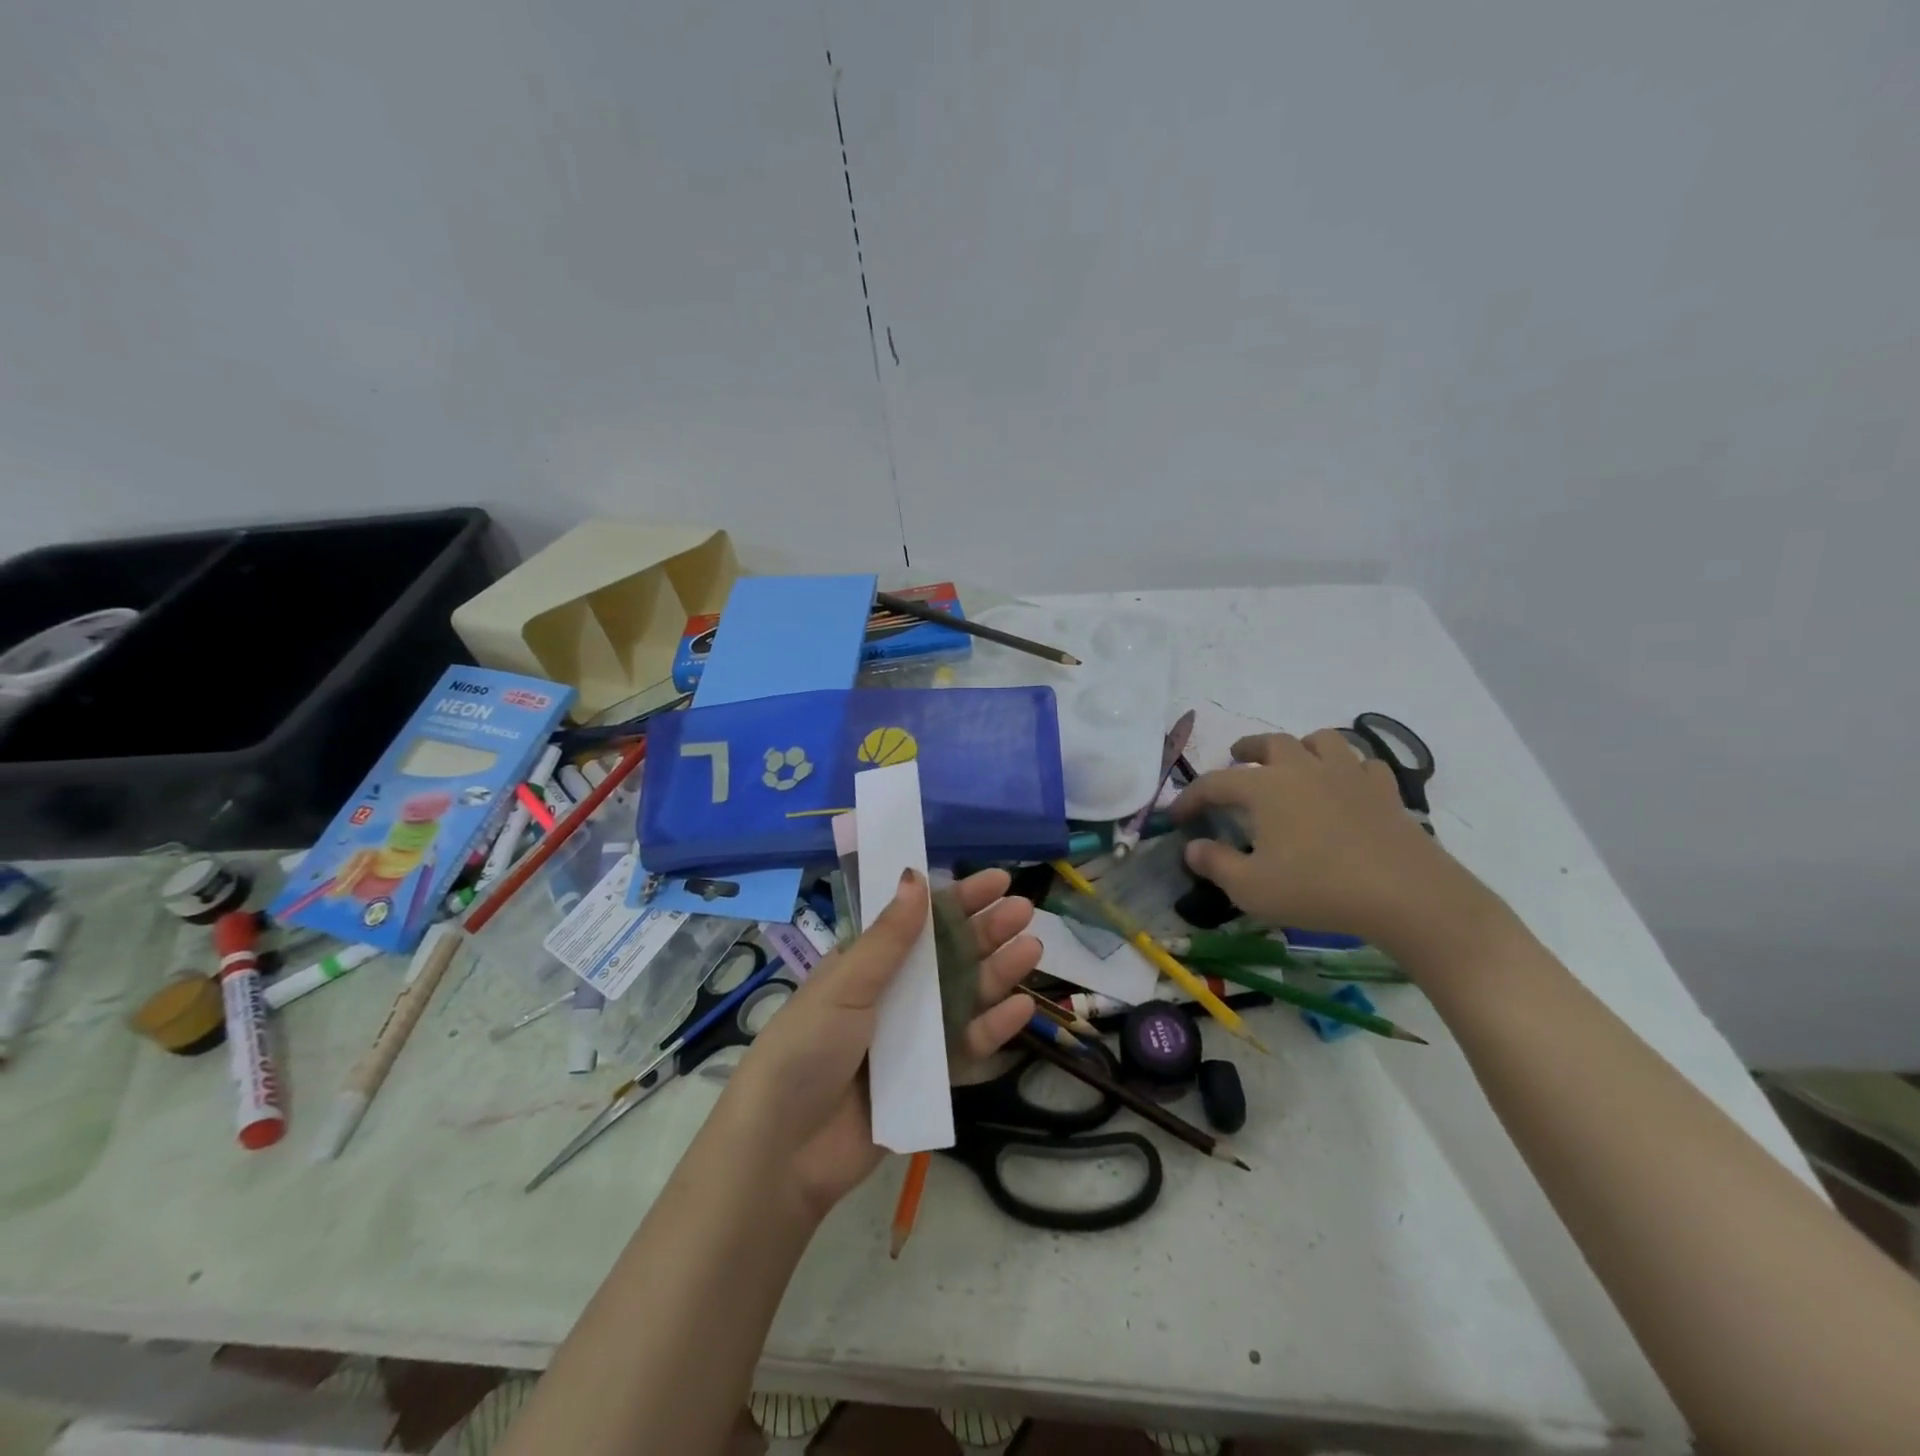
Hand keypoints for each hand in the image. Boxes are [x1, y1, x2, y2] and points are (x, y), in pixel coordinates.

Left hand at [718, 867, 1039, 1218]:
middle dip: (985, 931)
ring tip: (1031, 948)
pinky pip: (965, 1047)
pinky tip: (1021, 1007)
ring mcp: (912, 1038)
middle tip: (1024, 910)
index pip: (918, 921)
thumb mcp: (846, 984)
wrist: (784, 1149)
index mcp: (866, 965)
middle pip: (948, 956)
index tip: (996, 881)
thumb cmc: (807, 1048)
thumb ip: (888, 937)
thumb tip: (916, 876)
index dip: (957, 899)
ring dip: (997, 972)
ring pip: (964, 997)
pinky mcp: (927, 1080)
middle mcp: (893, 995)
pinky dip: (993, 1028)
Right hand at [1171, 728, 1495, 953]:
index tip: (1176, 816)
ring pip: (1320, 740)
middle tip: (1236, 759)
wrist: (1406, 895)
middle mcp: (1303, 769)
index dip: (1190, 797)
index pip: (1214, 783)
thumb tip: (1192, 847)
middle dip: (1247, 749)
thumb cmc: (1317, 889)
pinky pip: (1363, 764)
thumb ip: (1215, 864)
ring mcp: (1348, 775)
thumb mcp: (1250, 888)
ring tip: (1293, 762)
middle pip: (1270, 743)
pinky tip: (1346, 785)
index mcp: (1264, 787)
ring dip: (1300, 747)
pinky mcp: (1385, 791)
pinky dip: (1348, 768)